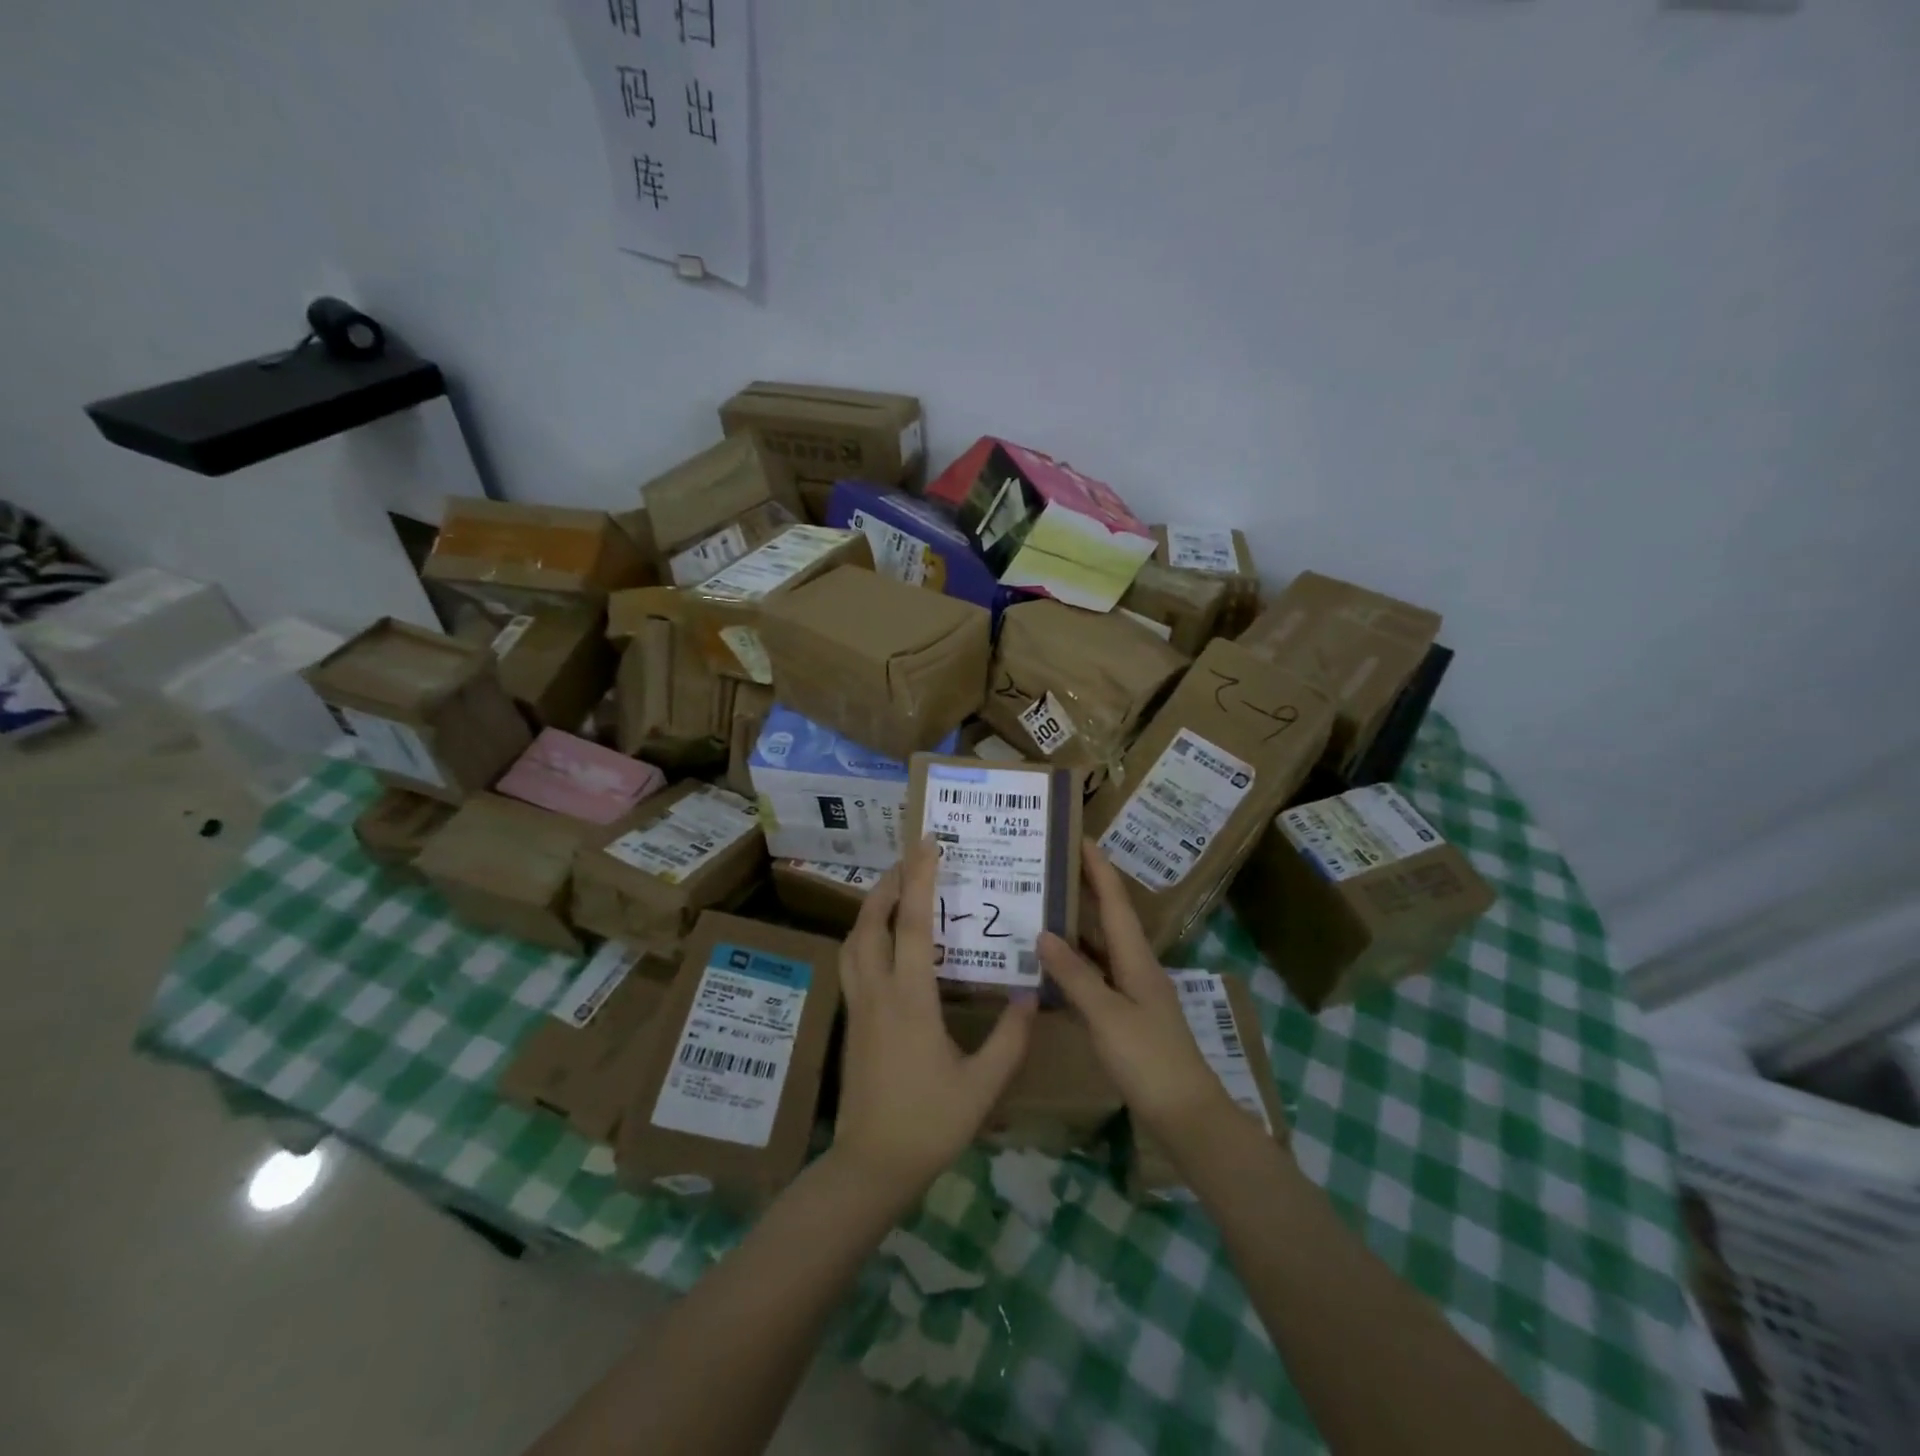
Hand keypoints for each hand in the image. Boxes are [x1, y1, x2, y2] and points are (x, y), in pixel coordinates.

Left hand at [830, 837, 1036, 1209]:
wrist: (870, 1166)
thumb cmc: (929, 1123)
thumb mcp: (982, 1085)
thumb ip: (1010, 1039)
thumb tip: (1029, 994)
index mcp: (910, 999)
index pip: (913, 924)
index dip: (920, 879)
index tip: (928, 844)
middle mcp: (877, 992)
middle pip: (871, 922)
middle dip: (888, 884)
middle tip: (910, 859)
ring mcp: (858, 1006)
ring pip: (853, 941)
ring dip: (871, 908)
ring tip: (894, 891)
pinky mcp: (851, 1021)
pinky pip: (852, 962)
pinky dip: (865, 936)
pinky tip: (883, 943)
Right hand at [1039, 842, 1255, 1143]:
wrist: (1186, 1114)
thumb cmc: (1148, 1060)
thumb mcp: (1106, 1016)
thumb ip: (1074, 975)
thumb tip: (1043, 933)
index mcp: (1137, 959)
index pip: (1115, 902)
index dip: (1099, 869)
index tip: (1080, 838)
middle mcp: (1137, 967)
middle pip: (1110, 919)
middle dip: (1086, 889)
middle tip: (1053, 867)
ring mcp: (1134, 992)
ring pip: (1102, 948)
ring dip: (1078, 926)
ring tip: (1044, 907)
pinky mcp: (1128, 1016)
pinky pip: (1097, 976)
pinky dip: (1076, 964)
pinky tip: (1053, 966)